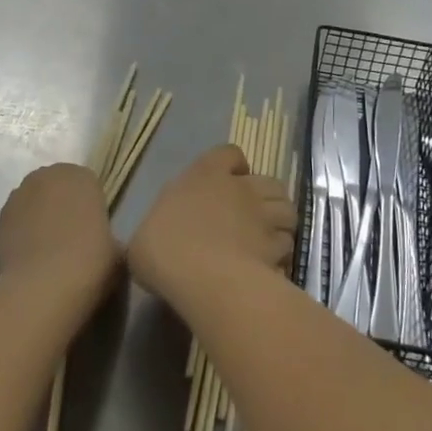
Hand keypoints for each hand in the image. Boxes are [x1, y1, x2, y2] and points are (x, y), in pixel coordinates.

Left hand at [0, 164, 118, 290]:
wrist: (46, 286)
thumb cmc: (91, 259)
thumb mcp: (117, 248)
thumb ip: (108, 236)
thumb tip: (103, 245)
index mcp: (79, 175)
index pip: (85, 183)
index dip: (88, 206)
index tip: (92, 230)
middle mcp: (45, 177)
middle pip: (55, 189)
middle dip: (61, 207)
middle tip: (71, 239)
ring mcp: (17, 198)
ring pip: (32, 205)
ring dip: (38, 220)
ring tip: (48, 254)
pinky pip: (15, 227)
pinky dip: (21, 239)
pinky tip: (30, 263)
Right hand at [128, 145, 295, 304]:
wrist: (201, 276)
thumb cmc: (164, 248)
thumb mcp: (144, 237)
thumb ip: (160, 230)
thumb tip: (156, 241)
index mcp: (205, 174)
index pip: (229, 154)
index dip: (233, 166)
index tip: (228, 182)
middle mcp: (240, 188)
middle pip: (268, 181)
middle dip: (265, 196)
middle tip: (253, 216)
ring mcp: (263, 216)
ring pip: (287, 210)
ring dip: (281, 222)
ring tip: (268, 240)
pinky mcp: (278, 246)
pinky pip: (287, 245)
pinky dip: (282, 254)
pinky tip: (270, 267)